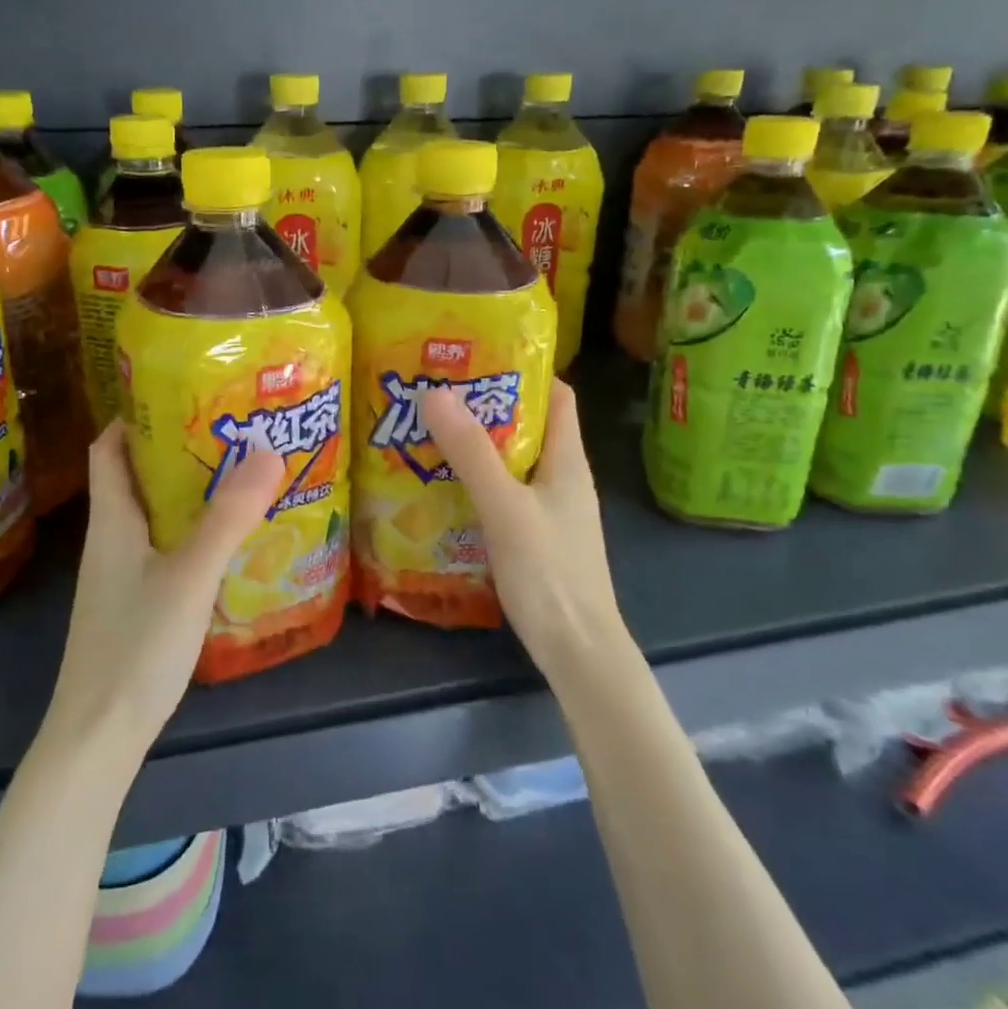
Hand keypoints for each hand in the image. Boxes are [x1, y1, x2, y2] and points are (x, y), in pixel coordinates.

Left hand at [45, 421, 284, 768]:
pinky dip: (191, 530)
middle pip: (136, 477)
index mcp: (112, 520)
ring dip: (188, 490)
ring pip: (153, 514)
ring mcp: (121, 575)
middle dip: (177, 449)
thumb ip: (228, 516)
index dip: (135, 416)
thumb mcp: (190, 574)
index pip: (109, 449)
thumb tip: (267, 449)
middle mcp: (111, 540)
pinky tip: (227, 539)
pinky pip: (163, 547)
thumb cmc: (136, 645)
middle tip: (230, 429)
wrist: (98, 738)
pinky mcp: (136, 603)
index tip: (181, 392)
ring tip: (239, 474)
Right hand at [421, 378, 625, 680]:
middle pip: (528, 426)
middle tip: (438, 394)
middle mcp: (563, 478)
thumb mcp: (505, 505)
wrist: (577, 651)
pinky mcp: (535, 537)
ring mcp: (550, 510)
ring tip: (430, 432)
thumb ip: (471, 452)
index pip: (557, 396)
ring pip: (513, 462)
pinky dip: (477, 482)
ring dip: (478, 446)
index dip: (524, 371)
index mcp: (567, 460)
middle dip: (487, 407)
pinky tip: (443, 487)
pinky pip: (504, 494)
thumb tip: (435, 392)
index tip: (477, 357)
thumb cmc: (549, 571)